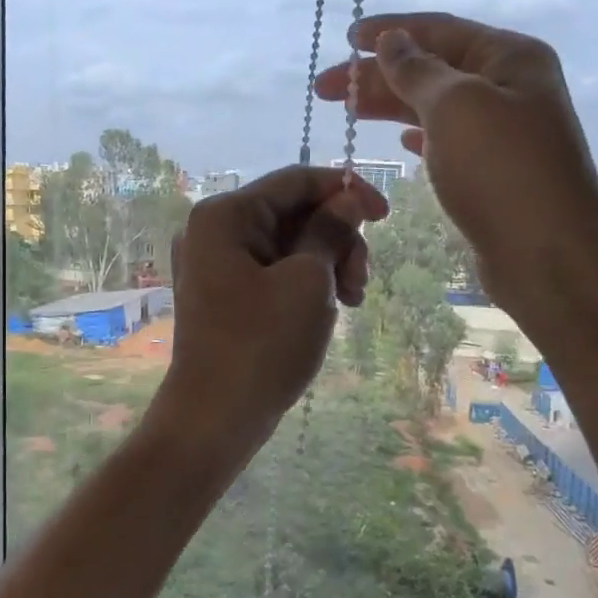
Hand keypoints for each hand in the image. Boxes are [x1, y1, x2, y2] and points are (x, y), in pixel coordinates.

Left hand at [154, 165, 387, 444]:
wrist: (215, 417)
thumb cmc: (263, 344)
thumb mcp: (307, 281)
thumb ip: (330, 230)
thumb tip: (348, 198)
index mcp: (224, 215)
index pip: (296, 180)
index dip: (346, 191)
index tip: (386, 216)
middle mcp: (212, 231)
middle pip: (292, 212)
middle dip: (337, 239)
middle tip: (360, 283)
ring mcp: (214, 265)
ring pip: (286, 244)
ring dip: (326, 264)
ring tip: (350, 302)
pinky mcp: (223, 295)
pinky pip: (272, 271)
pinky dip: (304, 283)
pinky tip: (326, 310)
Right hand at [314, 11, 597, 319]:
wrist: (547, 253)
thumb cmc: (501, 170)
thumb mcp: (455, 106)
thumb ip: (418, 70)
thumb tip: (392, 41)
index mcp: (509, 57)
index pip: (440, 30)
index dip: (390, 30)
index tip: (345, 38)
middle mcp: (510, 87)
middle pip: (433, 69)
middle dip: (377, 74)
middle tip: (325, 89)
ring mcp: (503, 132)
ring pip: (435, 108)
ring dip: (391, 105)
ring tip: (348, 111)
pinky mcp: (492, 172)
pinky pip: (447, 141)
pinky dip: (419, 136)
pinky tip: (400, 141)